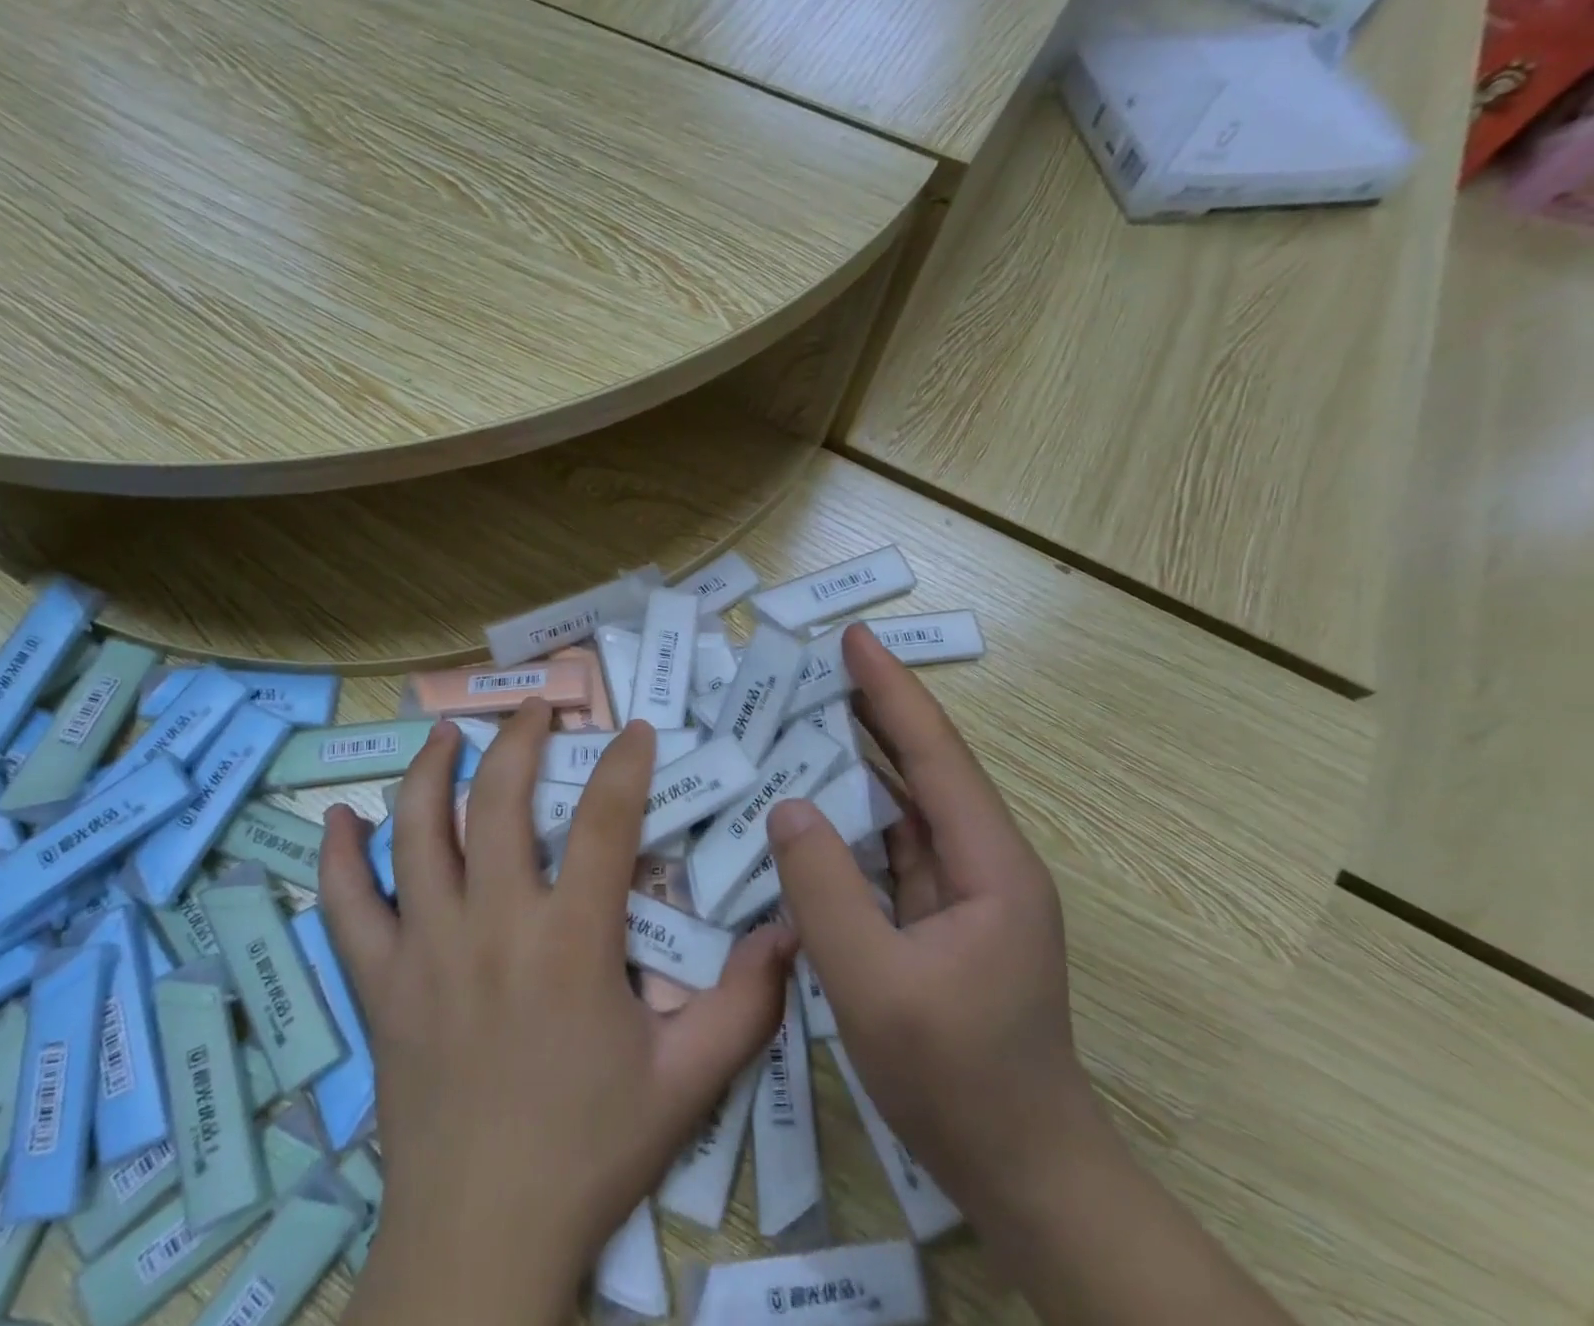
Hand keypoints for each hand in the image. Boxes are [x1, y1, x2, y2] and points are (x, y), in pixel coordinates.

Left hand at [320, 704, 794, 1324]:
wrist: (481, 1238)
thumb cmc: (588, 1151)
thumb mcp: (686, 1082)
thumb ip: (745, 1003)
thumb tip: (791, 931)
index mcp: (569, 940)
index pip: (602, 821)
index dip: (623, 765)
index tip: (634, 729)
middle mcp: (492, 924)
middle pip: (497, 801)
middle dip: (518, 741)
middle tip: (534, 708)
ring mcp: (425, 949)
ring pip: (416, 834)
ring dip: (429, 772)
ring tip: (446, 735)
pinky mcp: (379, 984)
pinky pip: (346, 907)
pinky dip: (340, 856)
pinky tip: (341, 817)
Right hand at [766, 623, 1098, 1216]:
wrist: (1023, 1173)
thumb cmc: (958, 1080)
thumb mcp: (875, 986)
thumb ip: (826, 890)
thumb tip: (788, 807)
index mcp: (989, 864)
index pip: (934, 755)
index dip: (891, 691)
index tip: (854, 639)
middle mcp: (983, 862)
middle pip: (925, 766)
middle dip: (875, 709)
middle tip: (819, 663)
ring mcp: (962, 892)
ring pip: (906, 805)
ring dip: (862, 758)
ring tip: (809, 715)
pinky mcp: (939, 917)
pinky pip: (891, 846)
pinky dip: (853, 814)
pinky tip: (815, 802)